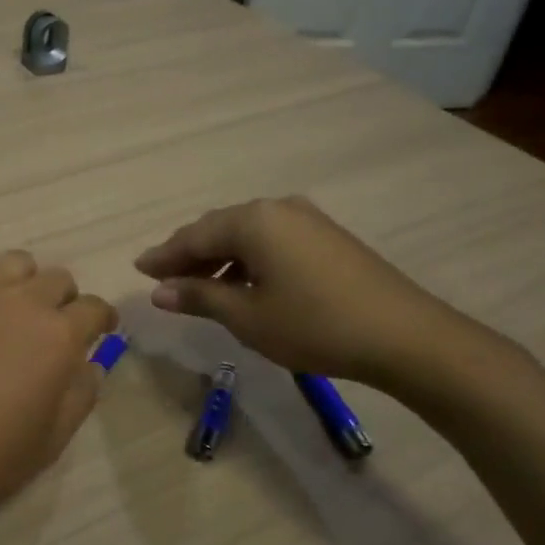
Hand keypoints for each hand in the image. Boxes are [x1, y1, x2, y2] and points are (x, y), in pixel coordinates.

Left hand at [0, 244, 116, 536]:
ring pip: (17, 262)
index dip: (101, 321)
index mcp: (58, 337)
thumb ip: (80, 397)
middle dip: (64, 302)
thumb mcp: (49, 442)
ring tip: (12, 310)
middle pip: (58, 280)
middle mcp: (23, 301)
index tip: (98, 333)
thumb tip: (90, 366)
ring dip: (25, 282)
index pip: (95, 309)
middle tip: (51, 330)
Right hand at [134, 196, 462, 388]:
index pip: (194, 236)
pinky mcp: (327, 236)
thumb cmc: (314, 325)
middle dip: (189, 254)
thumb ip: (199, 297)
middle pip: (219, 228)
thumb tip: (159, 291)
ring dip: (219, 258)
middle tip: (163, 278)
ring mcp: (306, 219)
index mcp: (253, 221)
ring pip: (246, 234)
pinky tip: (243, 283)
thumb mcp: (247, 317)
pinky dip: (248, 259)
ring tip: (199, 286)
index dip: (164, 256)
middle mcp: (276, 208)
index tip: (139, 269)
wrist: (405, 336)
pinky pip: (271, 240)